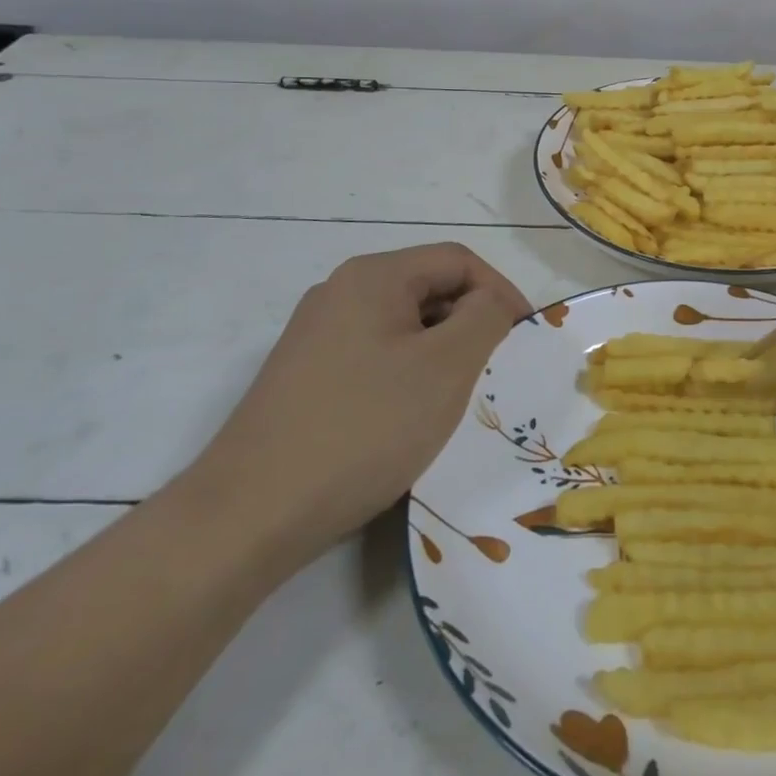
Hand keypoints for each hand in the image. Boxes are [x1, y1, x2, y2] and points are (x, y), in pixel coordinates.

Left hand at [180, 243, 528, 570]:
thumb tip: (492, 301)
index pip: (458, 260)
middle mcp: (339, 292)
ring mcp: (315, 336)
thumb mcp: (446, 367)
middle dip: (471, 323)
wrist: (250, 514)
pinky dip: (407, 375)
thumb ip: (486, 316)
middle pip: (428, 288)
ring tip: (458, 399)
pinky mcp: (304, 376)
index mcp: (373, 276)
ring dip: (441, 352)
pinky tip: (411, 419)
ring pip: (402, 326)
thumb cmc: (364, 429)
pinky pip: (374, 357)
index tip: (525, 339)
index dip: (501, 291)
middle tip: (496, 371)